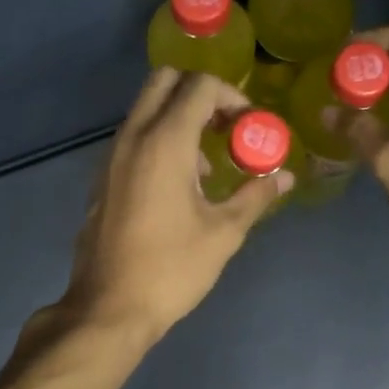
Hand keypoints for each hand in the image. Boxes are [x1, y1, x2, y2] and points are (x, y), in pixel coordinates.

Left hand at [55, 68, 290, 342]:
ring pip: (145, 108)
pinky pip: (133, 137)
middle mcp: (133, 137)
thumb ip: (256, 195)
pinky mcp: (102, 178)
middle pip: (164, 80)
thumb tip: (285, 176)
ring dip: (178, 118)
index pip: (199, 87)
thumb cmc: (171, 269)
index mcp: (164, 143)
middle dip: (200, 93)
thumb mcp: (224, 233)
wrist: (108, 308)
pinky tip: (178, 187)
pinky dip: (158, 139)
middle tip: (225, 126)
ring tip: (206, 165)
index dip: (231, 96)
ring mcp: (111, 156)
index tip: (250, 126)